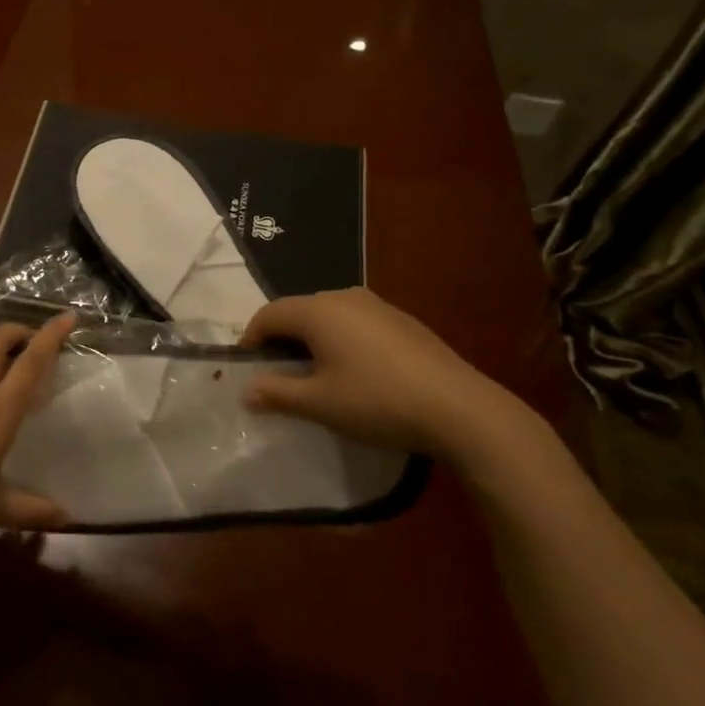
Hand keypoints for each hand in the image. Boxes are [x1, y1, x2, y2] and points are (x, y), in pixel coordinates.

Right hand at [238, 288, 534, 467]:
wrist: (457, 407)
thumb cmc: (376, 401)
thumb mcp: (319, 403)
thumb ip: (277, 393)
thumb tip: (247, 390)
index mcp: (319, 311)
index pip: (269, 314)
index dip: (251, 339)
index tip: (247, 368)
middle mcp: (345, 297)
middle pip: (298, 311)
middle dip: (281, 340)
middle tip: (277, 374)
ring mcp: (378, 306)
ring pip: (329, 316)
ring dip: (312, 340)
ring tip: (314, 375)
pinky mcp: (402, 321)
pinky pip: (356, 324)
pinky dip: (341, 341)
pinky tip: (354, 372)